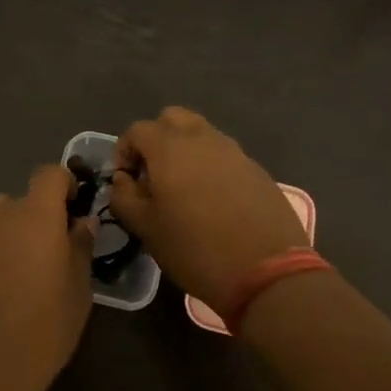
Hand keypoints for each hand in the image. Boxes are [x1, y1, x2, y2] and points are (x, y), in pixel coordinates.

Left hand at [0, 164, 94, 390]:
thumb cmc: (44, 326)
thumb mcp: (78, 288)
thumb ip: (80, 246)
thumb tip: (82, 222)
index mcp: (34, 215)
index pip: (49, 174)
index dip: (64, 185)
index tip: (75, 209)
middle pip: (23, 198)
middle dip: (40, 216)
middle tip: (54, 251)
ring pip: (0, 219)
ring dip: (16, 232)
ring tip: (28, 271)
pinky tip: (4, 286)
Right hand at [107, 107, 308, 308]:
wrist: (267, 272)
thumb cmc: (195, 248)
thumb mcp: (145, 228)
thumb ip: (123, 196)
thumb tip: (123, 180)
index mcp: (169, 147)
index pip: (137, 130)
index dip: (124, 152)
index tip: (125, 181)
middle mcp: (202, 139)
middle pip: (172, 119)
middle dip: (156, 139)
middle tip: (153, 174)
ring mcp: (234, 152)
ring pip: (201, 134)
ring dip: (185, 151)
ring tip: (182, 189)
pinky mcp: (257, 170)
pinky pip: (225, 156)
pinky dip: (211, 167)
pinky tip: (213, 202)